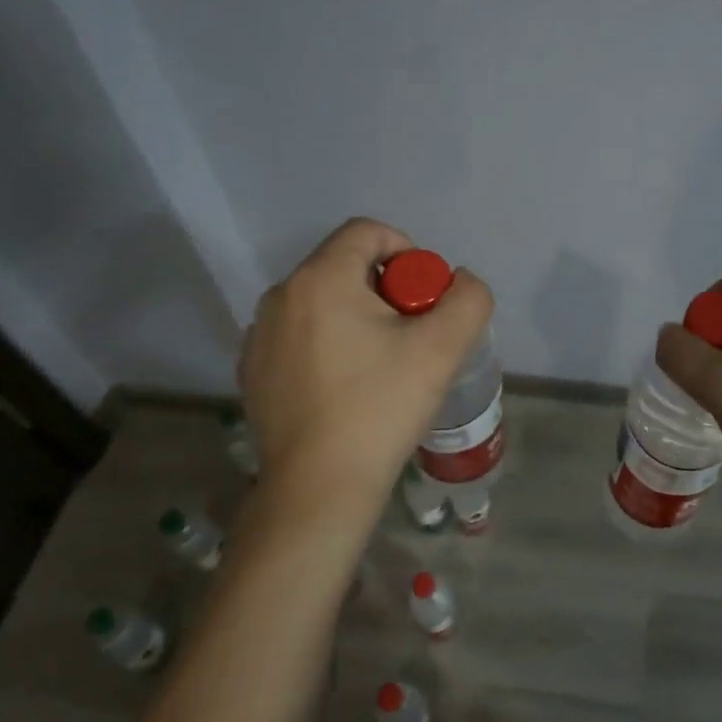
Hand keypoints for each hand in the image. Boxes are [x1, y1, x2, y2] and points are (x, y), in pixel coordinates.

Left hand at [237, 218, 493, 535]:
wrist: (319, 489)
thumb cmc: (380, 408)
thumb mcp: (443, 348)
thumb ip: (468, 299)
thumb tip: (460, 282)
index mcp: (320, 279)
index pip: (368, 232)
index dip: (407, 253)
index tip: (424, 299)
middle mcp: (280, 296)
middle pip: (346, 266)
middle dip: (387, 290)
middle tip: (411, 336)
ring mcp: (259, 336)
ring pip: (323, 303)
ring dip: (358, 318)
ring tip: (382, 365)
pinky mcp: (253, 372)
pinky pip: (300, 336)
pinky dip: (328, 345)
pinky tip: (347, 389)